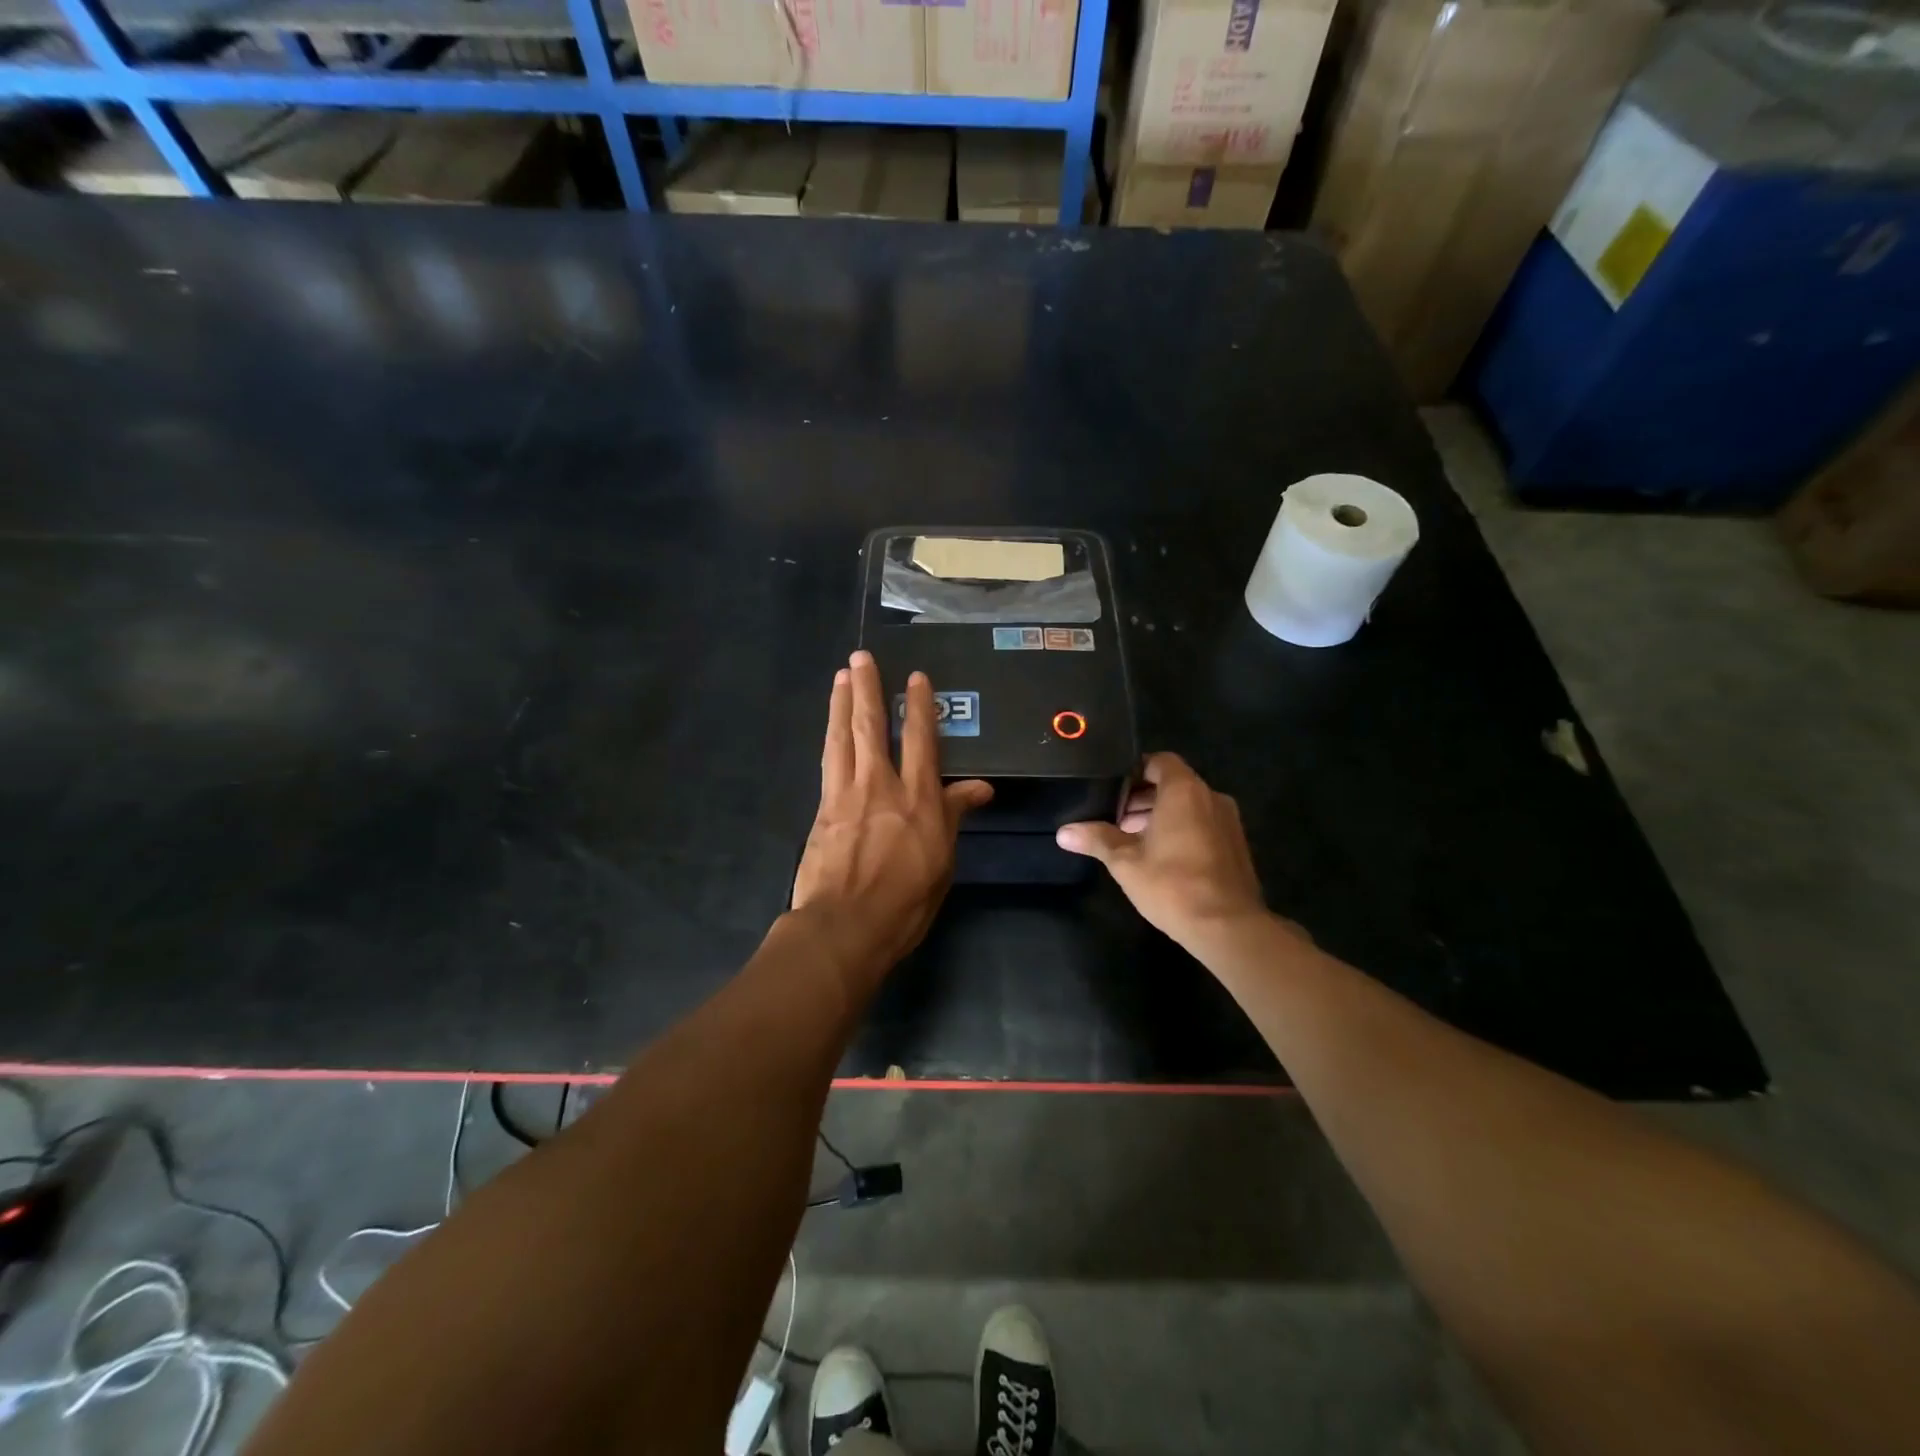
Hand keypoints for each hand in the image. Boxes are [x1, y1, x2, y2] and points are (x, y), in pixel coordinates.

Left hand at [791, 650, 992, 981]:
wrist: (846, 926)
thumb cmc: (906, 901)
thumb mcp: (943, 860)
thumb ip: (955, 816)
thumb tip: (981, 788)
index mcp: (919, 798)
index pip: (921, 740)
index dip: (918, 705)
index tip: (916, 677)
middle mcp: (882, 785)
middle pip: (872, 726)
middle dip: (867, 689)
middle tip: (860, 658)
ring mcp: (847, 794)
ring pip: (843, 737)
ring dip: (841, 704)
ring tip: (841, 677)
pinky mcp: (823, 808)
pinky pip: (828, 761)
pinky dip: (830, 737)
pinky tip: (831, 729)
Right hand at [1056, 752, 1270, 951]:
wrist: (1227, 927)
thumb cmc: (1172, 884)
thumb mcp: (1124, 861)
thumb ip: (1096, 839)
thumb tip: (1063, 832)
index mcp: (1184, 791)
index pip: (1159, 761)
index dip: (1135, 770)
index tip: (1112, 787)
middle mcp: (1211, 797)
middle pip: (1173, 783)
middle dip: (1144, 797)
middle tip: (1115, 817)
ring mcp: (1229, 822)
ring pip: (1189, 806)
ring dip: (1162, 815)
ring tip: (1133, 839)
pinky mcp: (1236, 845)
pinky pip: (1204, 824)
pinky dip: (1182, 829)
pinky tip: (1161, 857)